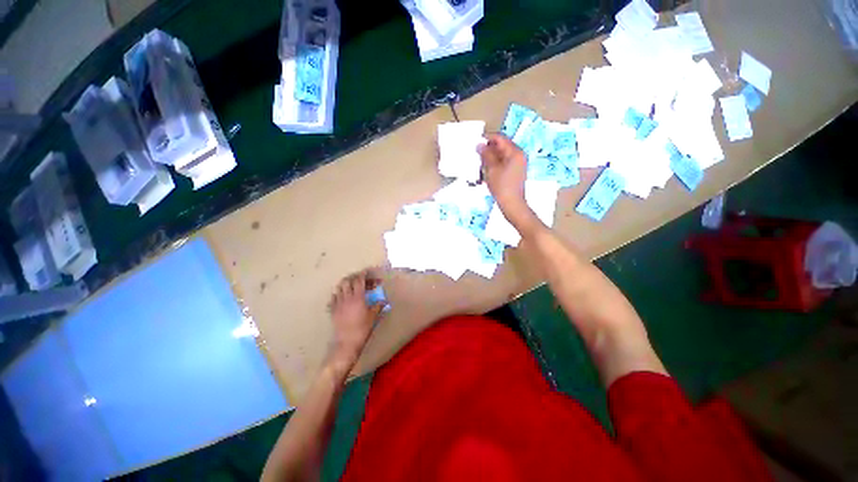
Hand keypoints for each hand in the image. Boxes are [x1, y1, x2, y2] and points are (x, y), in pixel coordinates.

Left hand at [326, 270, 385, 375]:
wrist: (347, 342)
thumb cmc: (363, 329)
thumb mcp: (373, 317)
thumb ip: (378, 306)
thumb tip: (384, 301)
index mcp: (358, 298)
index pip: (359, 281)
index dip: (362, 275)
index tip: (366, 272)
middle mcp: (347, 298)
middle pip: (347, 281)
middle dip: (353, 277)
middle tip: (359, 279)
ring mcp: (338, 304)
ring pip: (339, 288)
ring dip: (345, 284)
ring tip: (350, 285)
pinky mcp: (332, 310)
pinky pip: (333, 297)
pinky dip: (338, 293)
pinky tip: (342, 296)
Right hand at [478, 133, 540, 232]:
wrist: (512, 204)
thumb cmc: (502, 186)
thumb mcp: (492, 169)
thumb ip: (486, 155)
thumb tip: (479, 145)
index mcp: (515, 152)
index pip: (500, 138)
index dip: (488, 138)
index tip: (476, 141)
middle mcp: (519, 155)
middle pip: (502, 146)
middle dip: (489, 148)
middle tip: (476, 152)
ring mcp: (518, 163)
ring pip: (503, 154)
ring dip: (491, 156)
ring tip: (479, 161)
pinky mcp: (515, 171)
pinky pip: (504, 162)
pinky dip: (495, 163)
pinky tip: (487, 169)